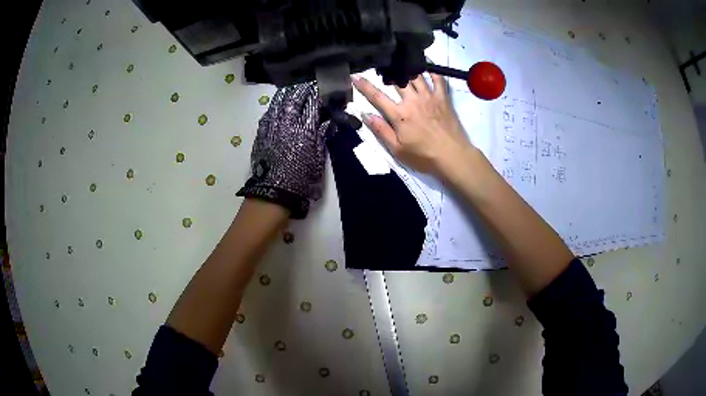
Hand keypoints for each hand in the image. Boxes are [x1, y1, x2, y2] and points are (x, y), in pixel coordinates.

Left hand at [237, 83, 330, 218]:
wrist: (273, 193)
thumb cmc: (300, 179)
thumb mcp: (317, 160)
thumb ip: (322, 137)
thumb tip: (328, 122)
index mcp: (304, 131)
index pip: (312, 104)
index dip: (317, 93)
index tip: (323, 86)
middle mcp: (286, 124)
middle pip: (294, 99)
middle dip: (302, 89)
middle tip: (308, 83)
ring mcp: (271, 127)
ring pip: (278, 103)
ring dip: (287, 93)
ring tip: (293, 88)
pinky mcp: (261, 134)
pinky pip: (268, 114)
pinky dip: (275, 106)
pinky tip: (278, 104)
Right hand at [352, 74, 473, 176]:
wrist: (452, 156)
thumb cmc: (423, 156)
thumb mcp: (397, 150)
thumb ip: (381, 131)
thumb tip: (365, 115)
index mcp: (399, 114)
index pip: (377, 96)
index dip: (364, 86)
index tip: (354, 75)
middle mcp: (413, 101)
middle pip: (397, 81)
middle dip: (387, 72)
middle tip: (381, 67)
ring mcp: (429, 97)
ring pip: (416, 76)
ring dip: (407, 69)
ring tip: (401, 63)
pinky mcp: (443, 98)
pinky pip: (438, 80)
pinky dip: (432, 71)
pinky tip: (427, 67)